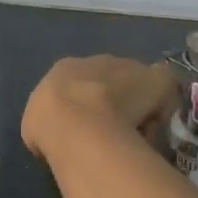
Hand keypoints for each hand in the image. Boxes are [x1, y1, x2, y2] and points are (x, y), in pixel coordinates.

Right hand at [22, 56, 177, 164]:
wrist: (78, 121)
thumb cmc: (50, 125)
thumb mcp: (35, 125)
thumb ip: (49, 125)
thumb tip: (57, 136)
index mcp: (65, 68)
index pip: (77, 83)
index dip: (85, 106)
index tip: (89, 130)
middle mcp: (96, 61)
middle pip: (110, 80)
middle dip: (115, 101)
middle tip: (116, 133)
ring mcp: (126, 67)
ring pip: (136, 86)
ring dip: (138, 106)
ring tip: (137, 136)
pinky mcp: (154, 79)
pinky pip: (162, 90)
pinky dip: (162, 106)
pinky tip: (157, 128)